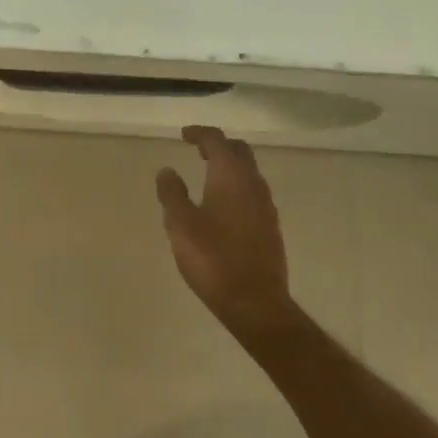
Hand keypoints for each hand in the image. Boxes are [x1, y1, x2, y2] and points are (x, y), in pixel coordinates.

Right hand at [156, 126, 292, 333]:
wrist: (256, 304)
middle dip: (219, 145)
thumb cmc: (214, 259)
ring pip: (249, 172)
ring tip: (209, 175)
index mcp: (231, 176)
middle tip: (198, 150)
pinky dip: (238, 187)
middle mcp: (253, 184)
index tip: (184, 135)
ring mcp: (266, 206)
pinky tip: (224, 205)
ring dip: (230, 166)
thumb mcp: (181, 224)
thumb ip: (172, 193)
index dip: (200, 134)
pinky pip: (254, 193)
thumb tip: (167, 170)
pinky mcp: (271, 228)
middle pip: (239, 151)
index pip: (217, 140)